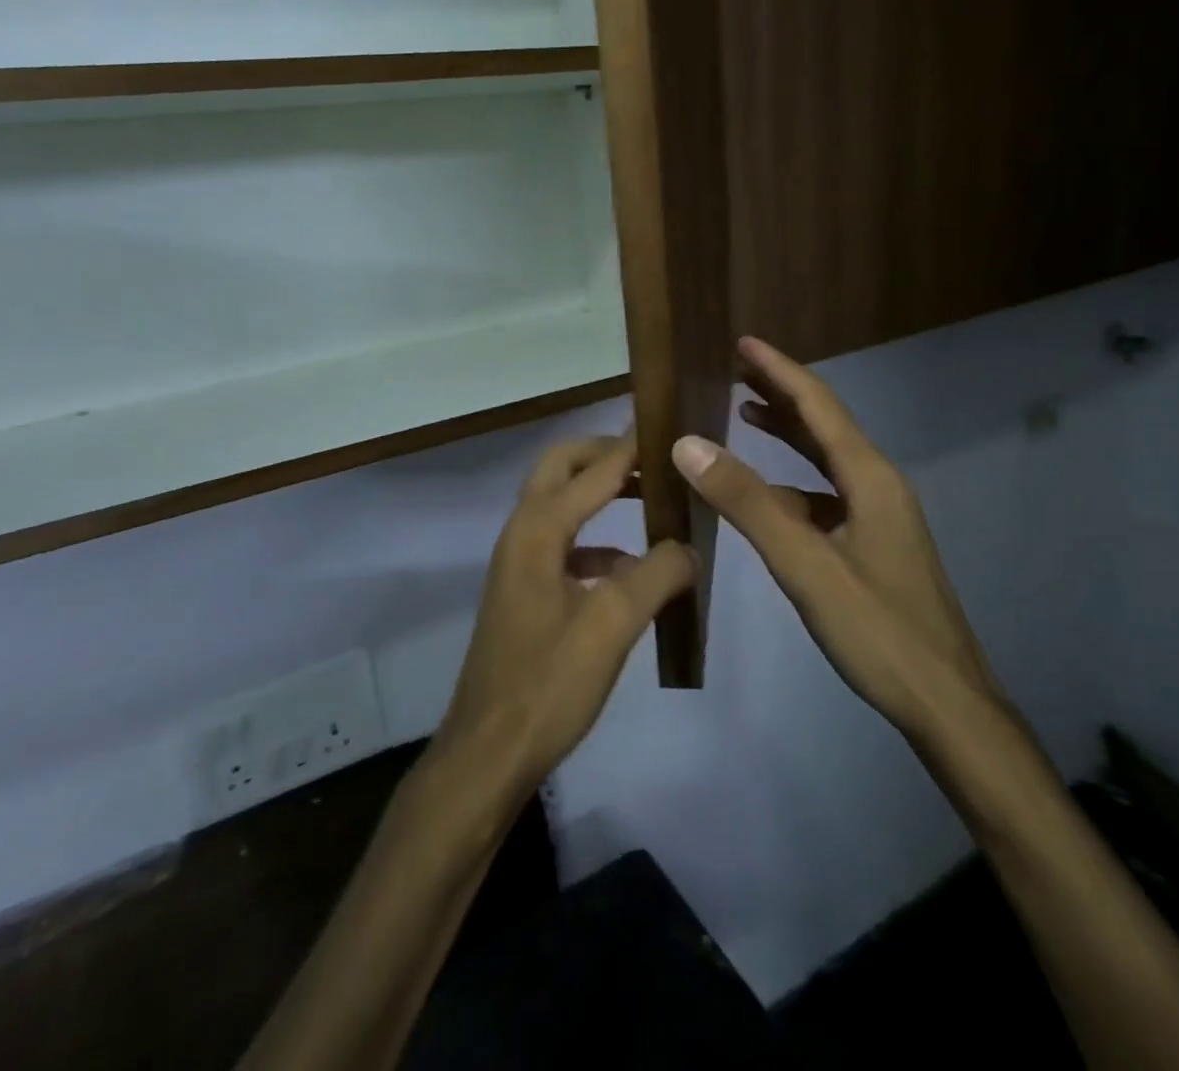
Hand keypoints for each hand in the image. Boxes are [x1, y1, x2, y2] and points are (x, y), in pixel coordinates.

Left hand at [434, 435, 694, 794]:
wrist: (488, 752)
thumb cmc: (548, 685)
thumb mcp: (612, 628)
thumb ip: (656, 575)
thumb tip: (689, 545)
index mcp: (539, 530)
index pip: (594, 470)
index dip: (632, 446)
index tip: (670, 425)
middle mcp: (522, 533)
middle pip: (561, 467)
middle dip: (605, 455)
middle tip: (654, 457)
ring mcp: (519, 562)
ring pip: (560, 503)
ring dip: (600, 492)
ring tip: (652, 500)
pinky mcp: (524, 590)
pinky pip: (563, 543)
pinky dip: (596, 539)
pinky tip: (630, 567)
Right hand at [671, 337, 1009, 748]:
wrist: (947, 704)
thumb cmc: (879, 631)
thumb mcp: (805, 564)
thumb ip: (747, 503)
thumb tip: (689, 443)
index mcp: (869, 477)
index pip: (818, 406)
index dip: (779, 371)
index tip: (743, 341)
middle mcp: (878, 484)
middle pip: (825, 424)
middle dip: (781, 393)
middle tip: (736, 369)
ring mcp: (879, 515)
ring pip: (826, 460)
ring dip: (788, 434)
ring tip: (746, 413)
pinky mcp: (874, 543)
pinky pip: (827, 495)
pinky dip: (793, 482)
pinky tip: (768, 495)